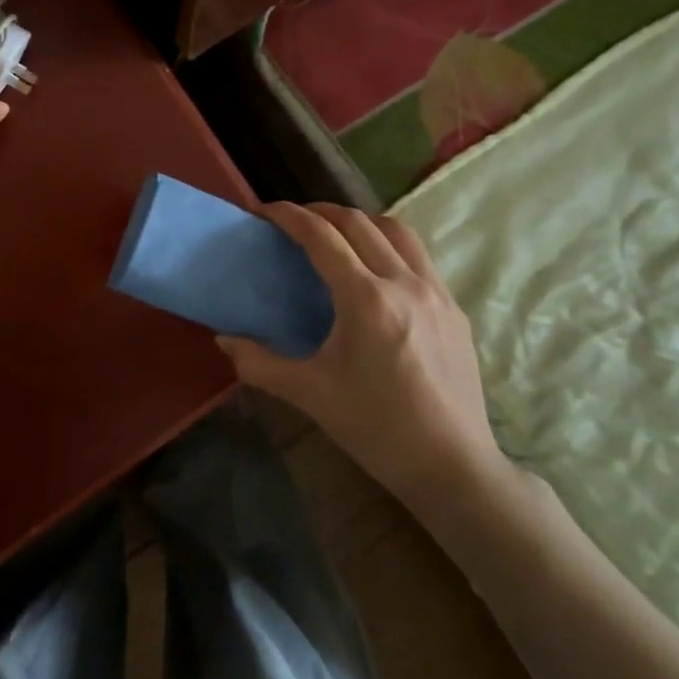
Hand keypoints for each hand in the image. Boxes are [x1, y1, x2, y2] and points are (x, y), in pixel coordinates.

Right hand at [217, 202, 511, 520]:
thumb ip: (259, 363)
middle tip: (293, 221)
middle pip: (358, 222)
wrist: (452, 467)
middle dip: (320, 211)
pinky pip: (419, 257)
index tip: (264, 211)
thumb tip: (224, 340)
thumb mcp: (309, 394)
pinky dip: (389, 245)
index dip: (289, 216)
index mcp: (366, 300)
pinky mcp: (454, 308)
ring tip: (336, 235)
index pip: (322, 236)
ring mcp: (436, 293)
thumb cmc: (375, 429)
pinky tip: (376, 271)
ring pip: (397, 230)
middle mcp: (404, 283)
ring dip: (360, 222)